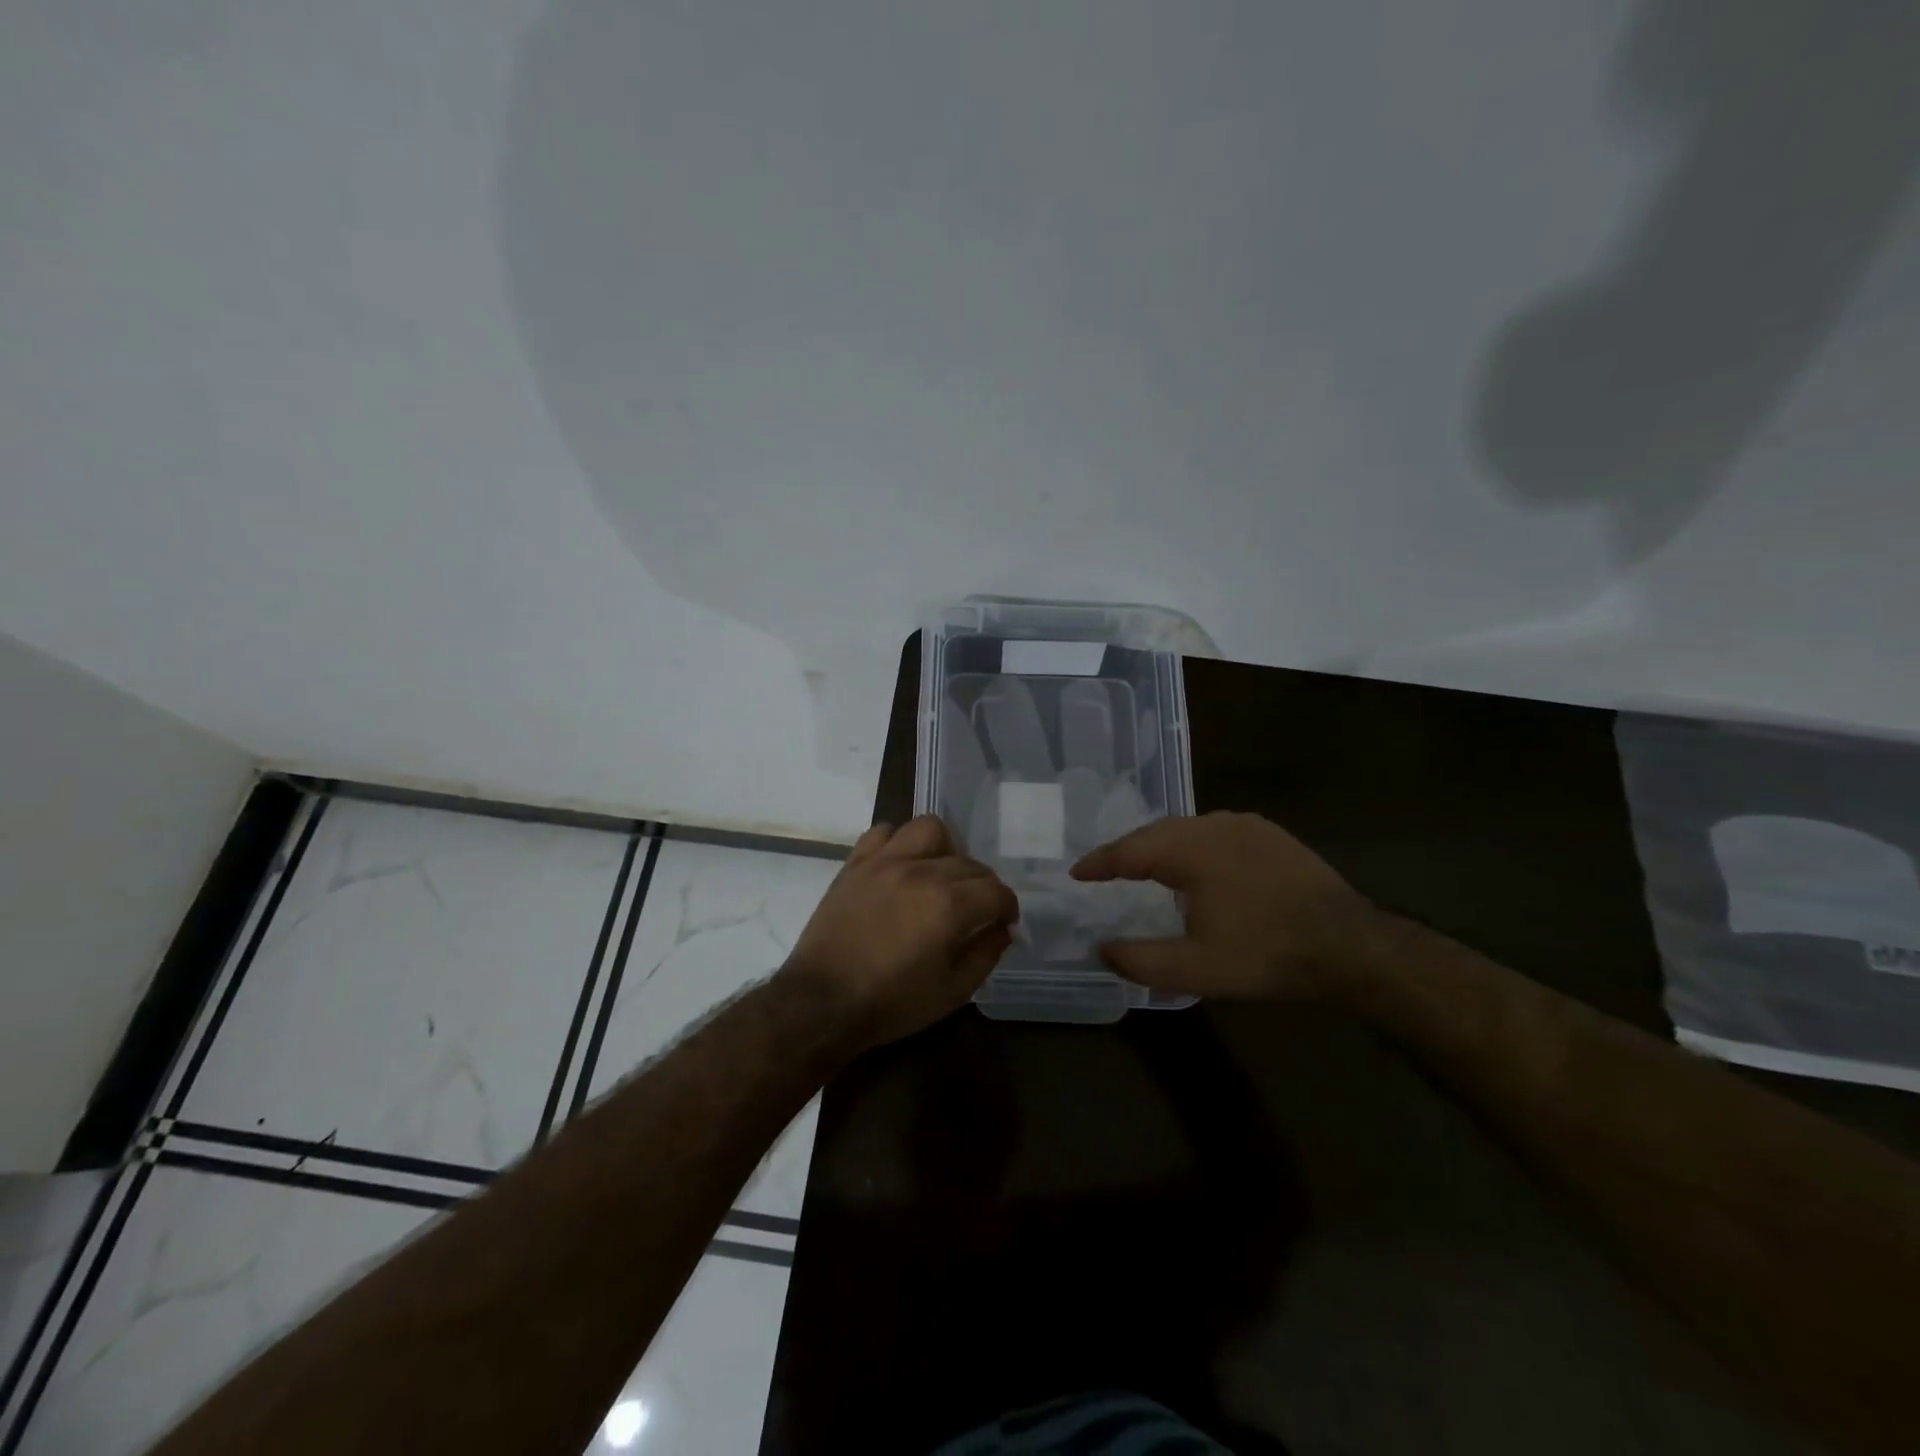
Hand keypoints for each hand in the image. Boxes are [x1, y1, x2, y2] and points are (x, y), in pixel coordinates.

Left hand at [785, 815, 1018, 1047]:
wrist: (821, 1002)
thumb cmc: (891, 1003)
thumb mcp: (952, 992)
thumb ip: (986, 954)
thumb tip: (1003, 928)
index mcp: (950, 906)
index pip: (997, 890)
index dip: (1007, 908)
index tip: (1002, 923)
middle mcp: (922, 872)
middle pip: (970, 863)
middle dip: (982, 886)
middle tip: (973, 910)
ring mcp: (885, 862)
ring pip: (930, 829)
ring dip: (944, 849)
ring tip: (938, 875)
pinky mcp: (856, 863)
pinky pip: (883, 832)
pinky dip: (897, 843)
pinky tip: (899, 866)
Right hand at [1070, 811, 1377, 1000]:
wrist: (1350, 946)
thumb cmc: (1266, 954)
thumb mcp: (1197, 969)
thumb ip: (1142, 960)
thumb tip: (1103, 949)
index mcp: (1190, 850)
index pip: (1129, 850)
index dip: (1099, 862)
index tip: (1077, 873)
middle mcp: (1214, 825)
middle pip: (1155, 832)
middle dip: (1127, 851)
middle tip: (1105, 871)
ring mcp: (1246, 825)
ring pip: (1187, 829)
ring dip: (1160, 846)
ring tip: (1145, 867)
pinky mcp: (1271, 834)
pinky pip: (1215, 832)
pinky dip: (1192, 845)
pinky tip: (1197, 864)